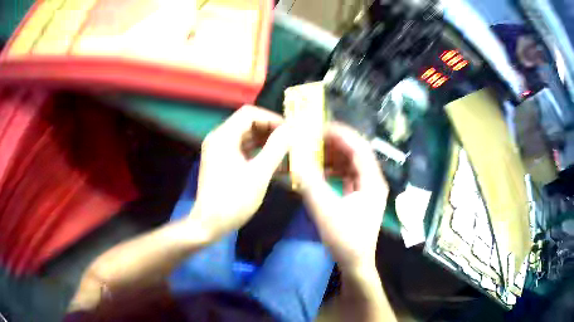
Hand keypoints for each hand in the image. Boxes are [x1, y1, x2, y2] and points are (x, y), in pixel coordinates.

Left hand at [190, 105, 291, 237]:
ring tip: (286, 152)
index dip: (271, 119)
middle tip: (290, 141)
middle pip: (248, 123)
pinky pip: (243, 149)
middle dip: (270, 130)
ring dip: (266, 142)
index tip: (289, 130)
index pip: (250, 114)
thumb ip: (276, 149)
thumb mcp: (259, 174)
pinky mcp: (222, 161)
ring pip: (246, 137)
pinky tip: (274, 162)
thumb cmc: (233, 201)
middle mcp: (219, 138)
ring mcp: (219, 150)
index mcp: (223, 137)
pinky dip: (258, 153)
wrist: (209, 225)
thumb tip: (291, 130)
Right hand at [298, 123, 388, 270]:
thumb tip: (297, 157)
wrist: (355, 264)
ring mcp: (367, 188)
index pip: (359, 147)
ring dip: (332, 156)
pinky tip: (319, 171)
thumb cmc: (345, 240)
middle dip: (334, 143)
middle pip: (355, 152)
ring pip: (351, 163)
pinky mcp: (360, 196)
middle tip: (312, 138)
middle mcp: (373, 180)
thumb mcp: (325, 210)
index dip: (339, 134)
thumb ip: (310, 182)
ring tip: (312, 152)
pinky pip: (347, 175)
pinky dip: (333, 170)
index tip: (318, 128)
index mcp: (372, 181)